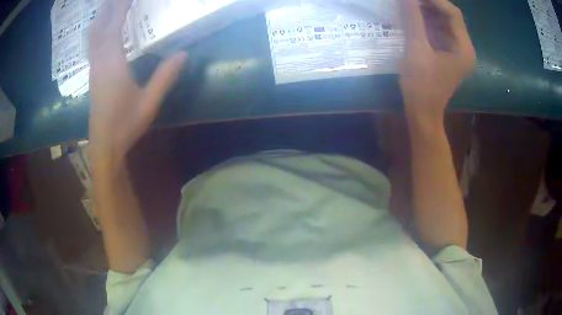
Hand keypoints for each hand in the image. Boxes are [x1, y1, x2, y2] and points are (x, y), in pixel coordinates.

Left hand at [88, 0, 186, 166]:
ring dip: (100, 17)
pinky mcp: (93, 76)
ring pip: (92, 36)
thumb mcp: (149, 102)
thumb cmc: (125, 125)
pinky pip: (93, 45)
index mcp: (112, 64)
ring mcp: (94, 69)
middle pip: (99, 27)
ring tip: (109, 6)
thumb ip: (165, 77)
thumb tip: (183, 53)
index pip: (114, 26)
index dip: (120, 7)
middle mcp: (99, 62)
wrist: (104, 146)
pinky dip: (97, 30)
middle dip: (108, 7)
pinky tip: (102, 28)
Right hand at [398, 0, 475, 118]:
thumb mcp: (416, 50)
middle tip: (410, 0)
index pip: (453, 15)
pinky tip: (413, 17)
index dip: (434, 0)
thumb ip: (413, 20)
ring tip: (409, 5)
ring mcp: (457, 51)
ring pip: (444, 23)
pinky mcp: (448, 54)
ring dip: (427, 12)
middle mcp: (464, 48)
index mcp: (463, 49)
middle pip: (450, 17)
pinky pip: (439, 31)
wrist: (423, 113)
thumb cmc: (421, 86)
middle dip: (430, 4)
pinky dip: (427, 22)